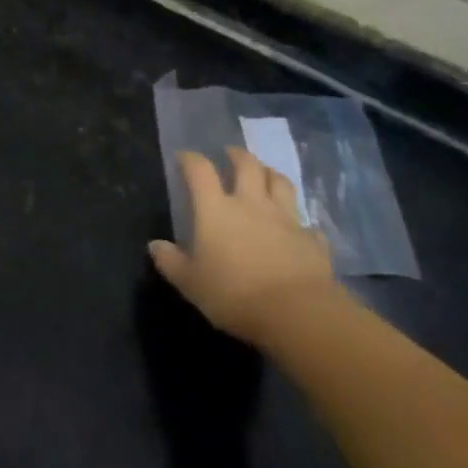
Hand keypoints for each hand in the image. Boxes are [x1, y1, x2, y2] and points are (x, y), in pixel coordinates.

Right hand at [148, 147, 333, 342]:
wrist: (297, 314)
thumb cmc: (235, 294)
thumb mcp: (190, 283)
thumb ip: (171, 262)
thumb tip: (154, 245)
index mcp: (216, 210)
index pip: (200, 170)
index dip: (190, 159)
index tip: (183, 157)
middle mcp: (251, 204)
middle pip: (247, 166)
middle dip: (237, 155)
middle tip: (230, 154)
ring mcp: (286, 219)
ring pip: (280, 183)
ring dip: (270, 174)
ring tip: (264, 174)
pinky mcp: (312, 240)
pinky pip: (307, 224)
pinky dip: (301, 222)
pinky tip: (298, 228)